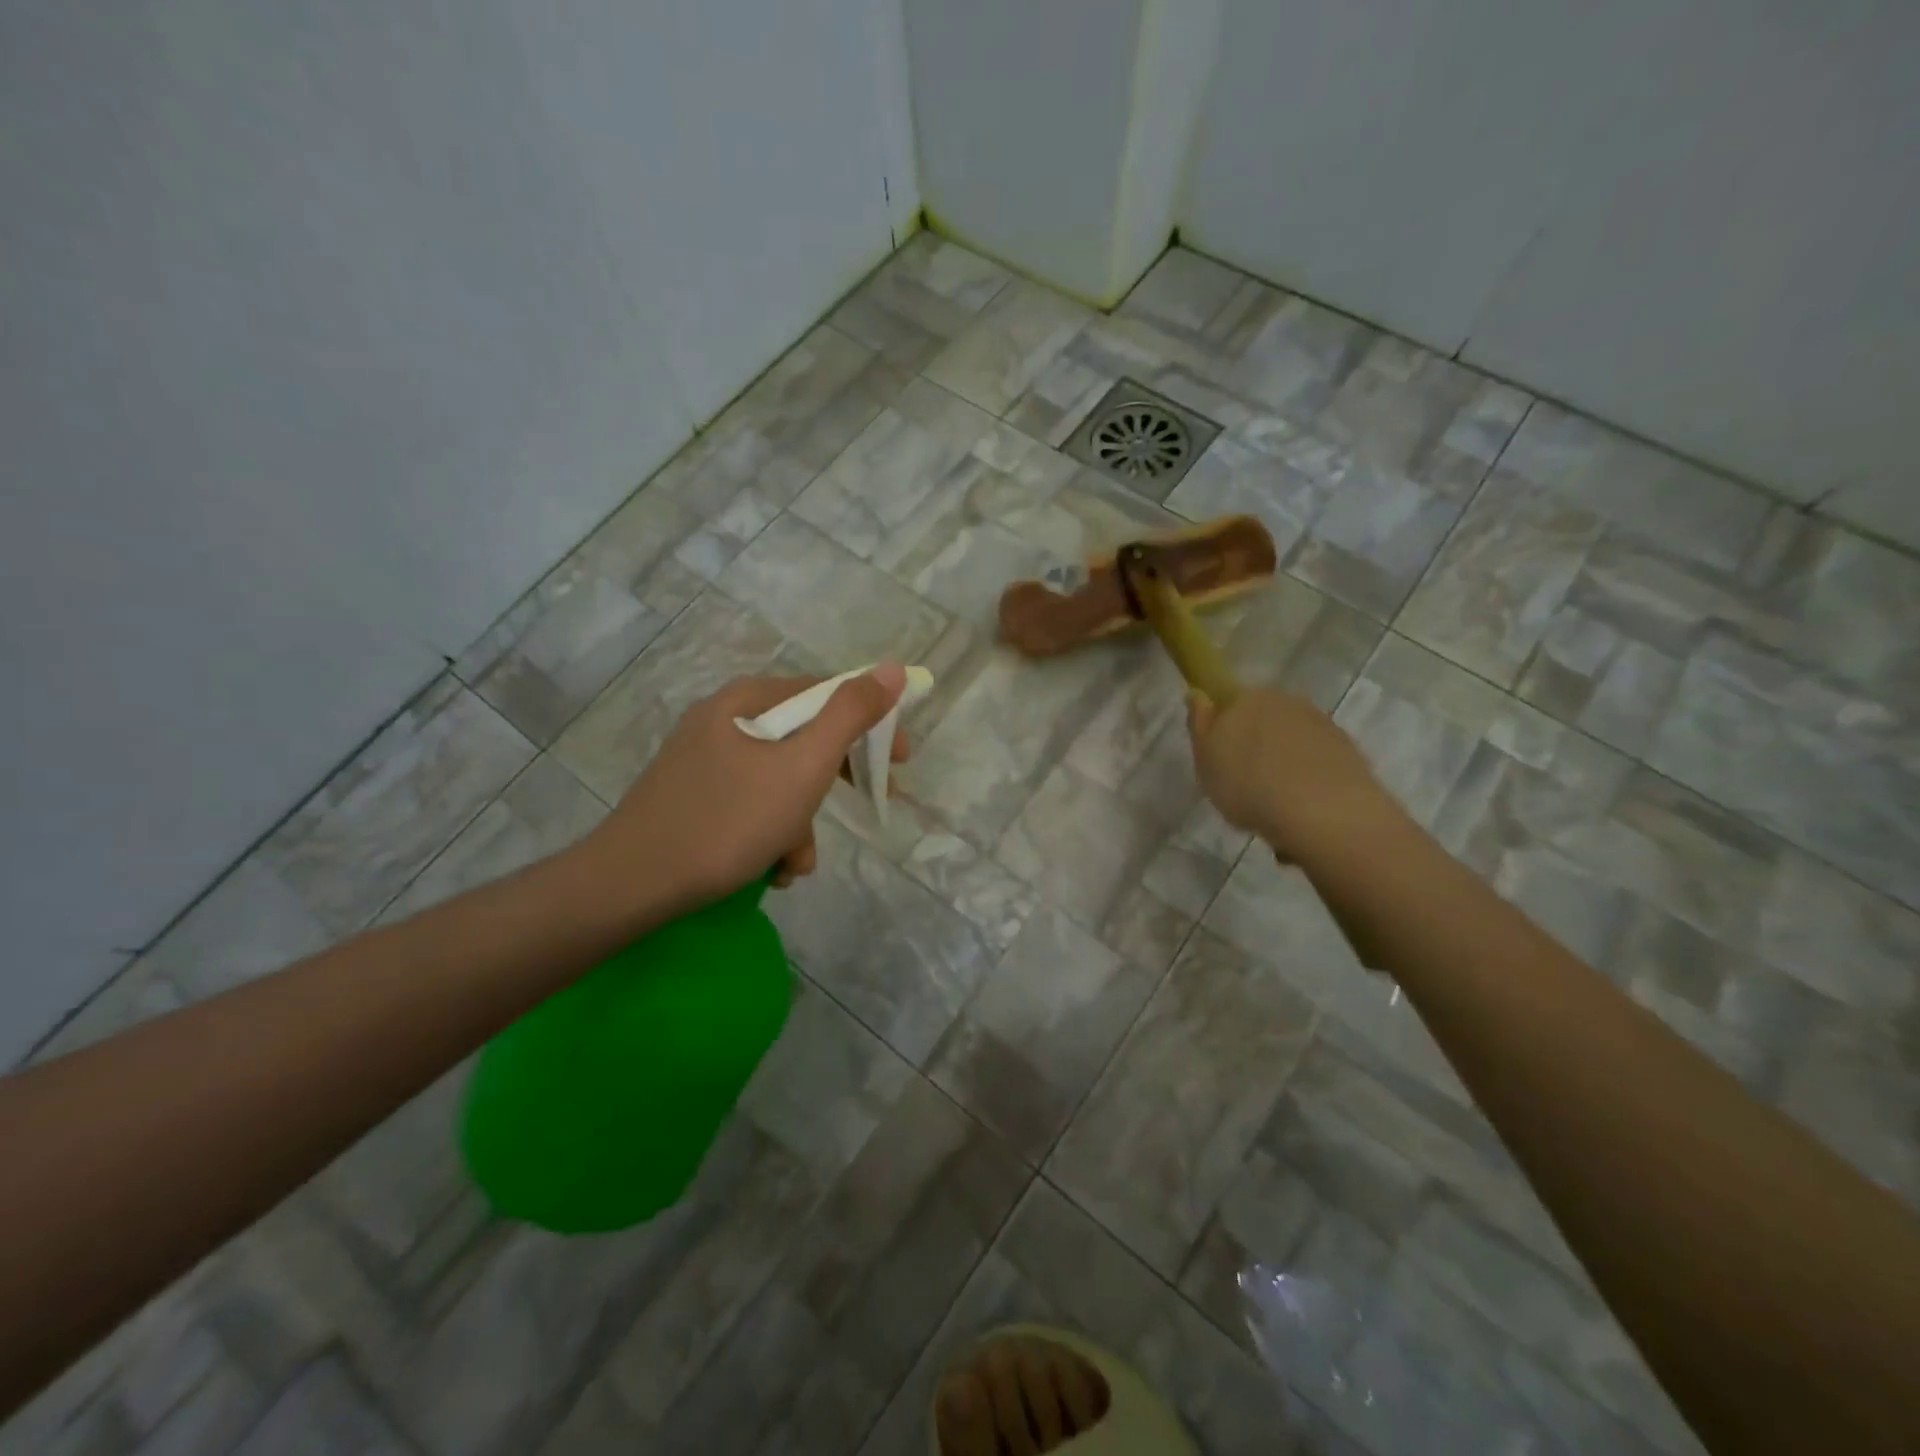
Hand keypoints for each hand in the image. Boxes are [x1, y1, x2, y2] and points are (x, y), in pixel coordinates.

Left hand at [575, 666, 908, 922]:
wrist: (633, 884)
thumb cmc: (729, 820)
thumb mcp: (804, 766)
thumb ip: (850, 715)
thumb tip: (891, 668)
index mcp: (749, 698)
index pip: (827, 693)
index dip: (872, 723)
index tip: (899, 761)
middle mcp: (725, 717)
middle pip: (804, 736)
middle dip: (834, 780)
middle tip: (867, 802)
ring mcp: (705, 757)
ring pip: (779, 777)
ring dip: (801, 820)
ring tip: (794, 864)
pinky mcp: (693, 793)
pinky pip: (751, 800)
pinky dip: (770, 832)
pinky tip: (769, 868)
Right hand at [1187, 687, 1395, 859]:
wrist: (1324, 813)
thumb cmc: (1249, 786)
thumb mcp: (1205, 761)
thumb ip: (1200, 725)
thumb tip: (1199, 694)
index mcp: (1247, 698)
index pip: (1229, 702)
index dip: (1223, 728)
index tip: (1220, 760)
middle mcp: (1286, 702)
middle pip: (1263, 722)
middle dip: (1255, 749)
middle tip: (1245, 788)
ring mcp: (1321, 725)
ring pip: (1291, 744)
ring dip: (1283, 768)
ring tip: (1275, 810)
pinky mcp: (1348, 751)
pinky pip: (1316, 763)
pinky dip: (1308, 782)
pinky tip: (1301, 813)